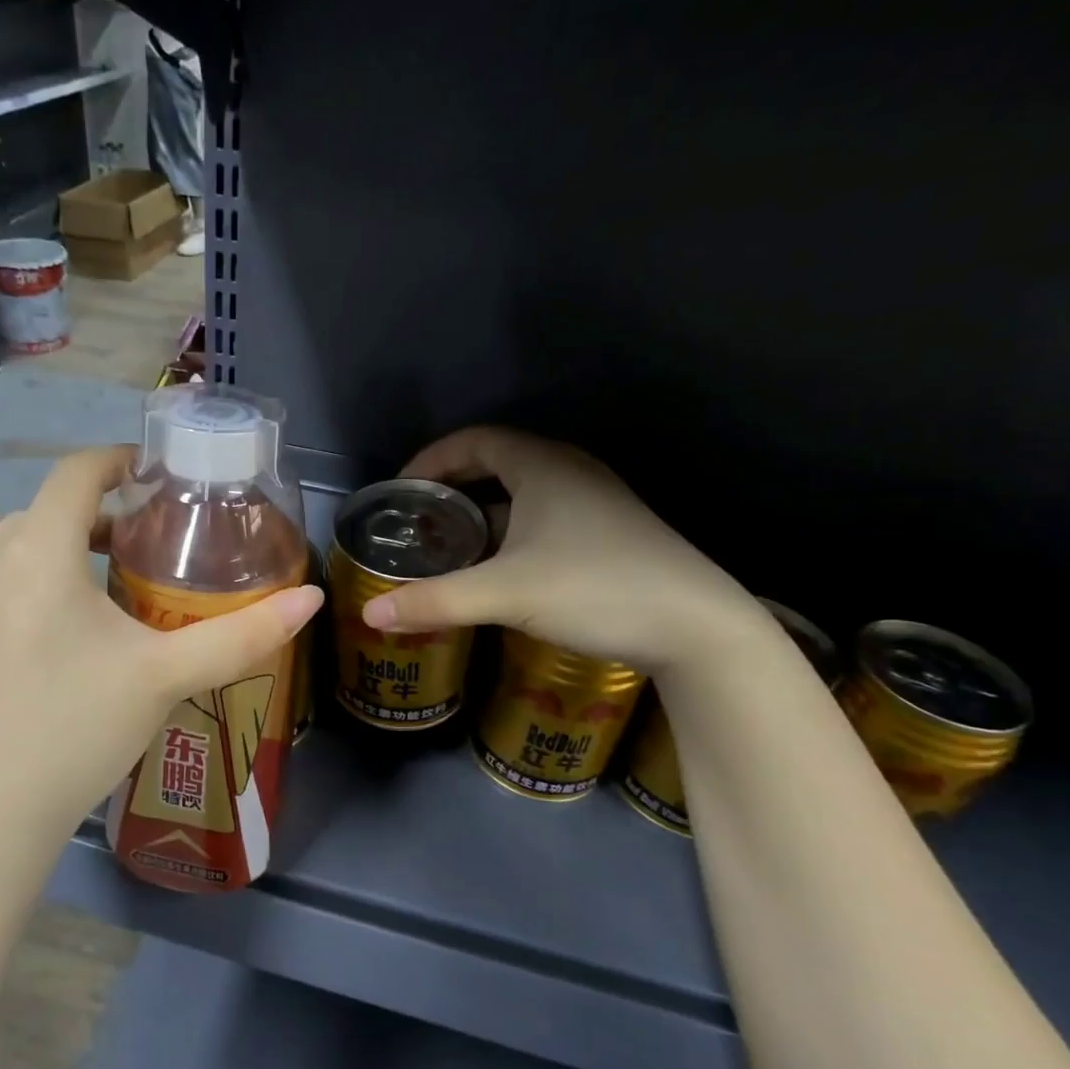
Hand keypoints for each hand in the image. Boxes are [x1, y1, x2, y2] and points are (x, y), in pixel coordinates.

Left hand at [0, 446, 322, 840]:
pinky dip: (2, 554)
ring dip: (57, 536)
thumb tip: (311, 598)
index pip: (76, 472)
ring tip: (100, 561)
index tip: (158, 472)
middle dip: (98, 507)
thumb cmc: (75, 729)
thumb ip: (240, 635)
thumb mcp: (165, 677)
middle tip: (149, 537)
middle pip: (47, 507)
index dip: (118, 459)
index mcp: (40, 551)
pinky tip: (6, 562)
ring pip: (12, 541)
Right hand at [361, 427, 764, 673]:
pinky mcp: (608, 536)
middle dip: (451, 489)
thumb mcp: (506, 594)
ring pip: (522, 498)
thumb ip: (436, 601)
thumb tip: (371, 614)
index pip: (475, 440)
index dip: (432, 459)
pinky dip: (509, 538)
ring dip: (481, 518)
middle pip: (496, 466)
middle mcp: (570, 473)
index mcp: (544, 466)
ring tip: (447, 549)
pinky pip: (542, 522)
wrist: (698, 628)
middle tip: (417, 522)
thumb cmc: (596, 589)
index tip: (401, 490)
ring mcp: (595, 504)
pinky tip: (496, 573)